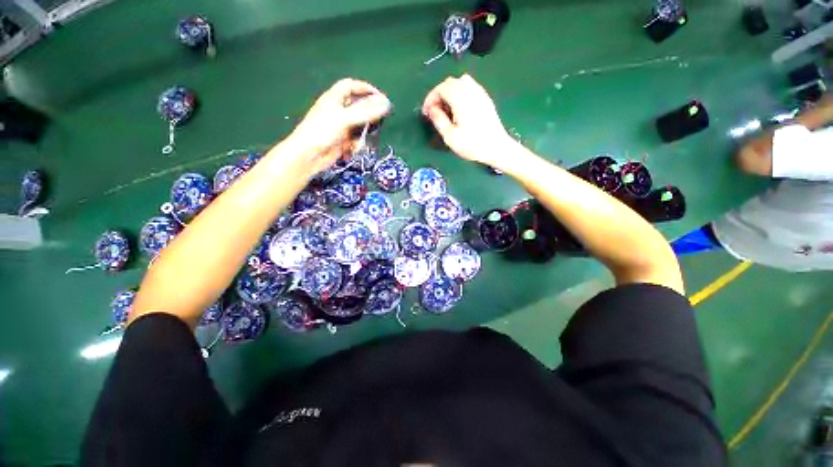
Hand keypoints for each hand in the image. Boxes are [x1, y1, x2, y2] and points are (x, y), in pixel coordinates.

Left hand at [287, 78, 390, 176]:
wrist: (309, 156)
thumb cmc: (322, 132)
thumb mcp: (344, 119)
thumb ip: (365, 112)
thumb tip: (386, 105)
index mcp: (334, 98)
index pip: (352, 86)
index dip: (366, 89)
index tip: (381, 99)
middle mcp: (338, 111)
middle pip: (359, 107)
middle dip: (369, 115)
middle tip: (380, 121)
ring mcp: (341, 127)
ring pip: (360, 126)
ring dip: (364, 133)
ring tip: (364, 140)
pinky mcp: (343, 141)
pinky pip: (356, 140)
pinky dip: (358, 145)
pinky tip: (354, 150)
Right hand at [422, 74, 514, 168]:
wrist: (496, 148)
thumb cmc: (472, 145)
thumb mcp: (450, 137)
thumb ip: (439, 120)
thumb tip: (431, 109)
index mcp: (461, 100)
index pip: (441, 88)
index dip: (431, 98)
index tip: (426, 112)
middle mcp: (471, 92)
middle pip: (450, 82)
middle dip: (439, 94)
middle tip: (435, 111)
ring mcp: (480, 94)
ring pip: (461, 81)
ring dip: (450, 91)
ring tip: (447, 108)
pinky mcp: (486, 99)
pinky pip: (471, 86)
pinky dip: (461, 91)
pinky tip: (460, 107)